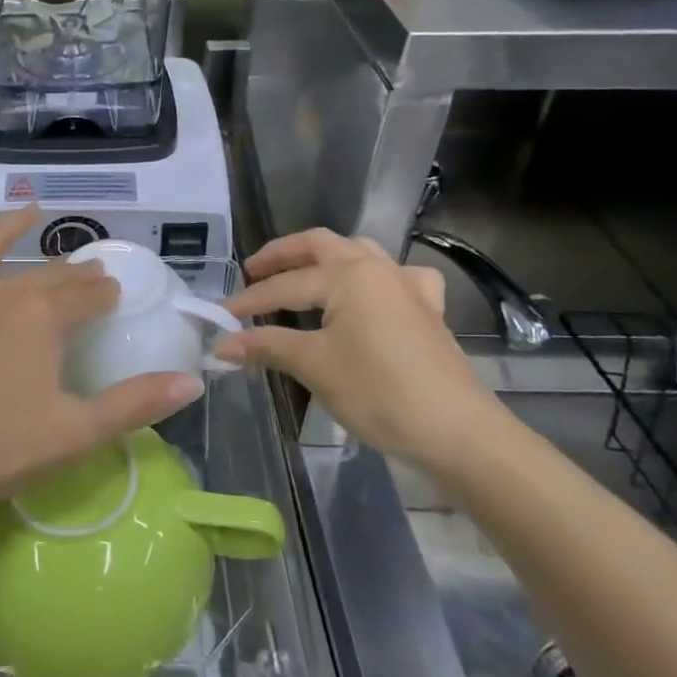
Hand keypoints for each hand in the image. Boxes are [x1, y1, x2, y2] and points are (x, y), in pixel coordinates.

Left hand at [0, 191, 202, 529]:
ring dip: (12, 226)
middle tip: (89, 275)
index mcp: (42, 319)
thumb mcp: (74, 435)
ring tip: (32, 211)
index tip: (115, 295)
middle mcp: (0, 293)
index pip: (86, 295)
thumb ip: (135, 405)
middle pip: (45, 276)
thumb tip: (194, 382)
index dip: (104, 293)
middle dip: (73, 273)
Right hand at [212, 229, 504, 467]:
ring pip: (357, 252)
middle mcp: (377, 268)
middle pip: (319, 245)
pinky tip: (370, 294)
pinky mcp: (427, 309)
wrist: (456, 431)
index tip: (219, 316)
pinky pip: (396, 277)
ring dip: (323, 258)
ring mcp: (407, 286)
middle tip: (252, 272)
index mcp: (347, 275)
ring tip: (298, 275)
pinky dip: (374, 277)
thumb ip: (266, 346)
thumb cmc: (379, 392)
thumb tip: (221, 345)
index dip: (248, 302)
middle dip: (281, 255)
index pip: (284, 286)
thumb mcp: (314, 366)